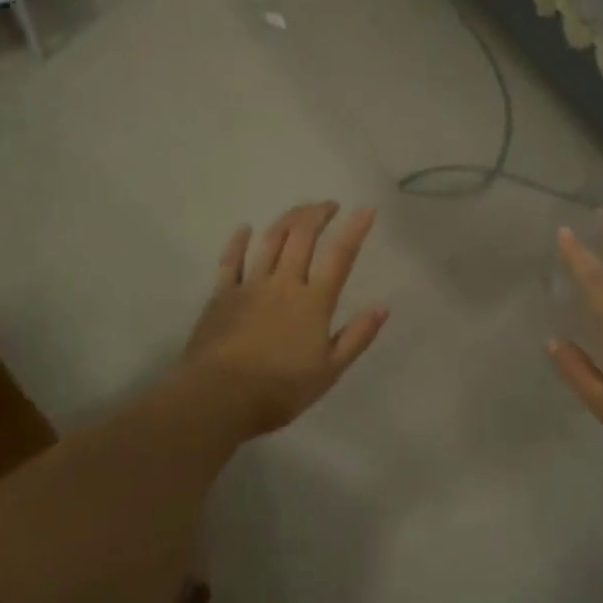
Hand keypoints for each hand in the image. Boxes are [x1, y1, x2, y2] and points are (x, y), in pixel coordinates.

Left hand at [172, 202, 387, 438]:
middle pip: (302, 237)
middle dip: (318, 214)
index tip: (365, 210)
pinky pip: (230, 261)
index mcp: (313, 302)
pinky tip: (245, 229)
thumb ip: (356, 337)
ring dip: (287, 220)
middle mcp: (284, 283)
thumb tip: (382, 308)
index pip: (339, 257)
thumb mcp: (329, 371)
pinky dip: (238, 242)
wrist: (220, 397)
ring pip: (271, 241)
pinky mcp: (222, 295)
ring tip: (299, 211)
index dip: (354, 230)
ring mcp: (250, 285)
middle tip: (329, 205)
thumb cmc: (280, 390)